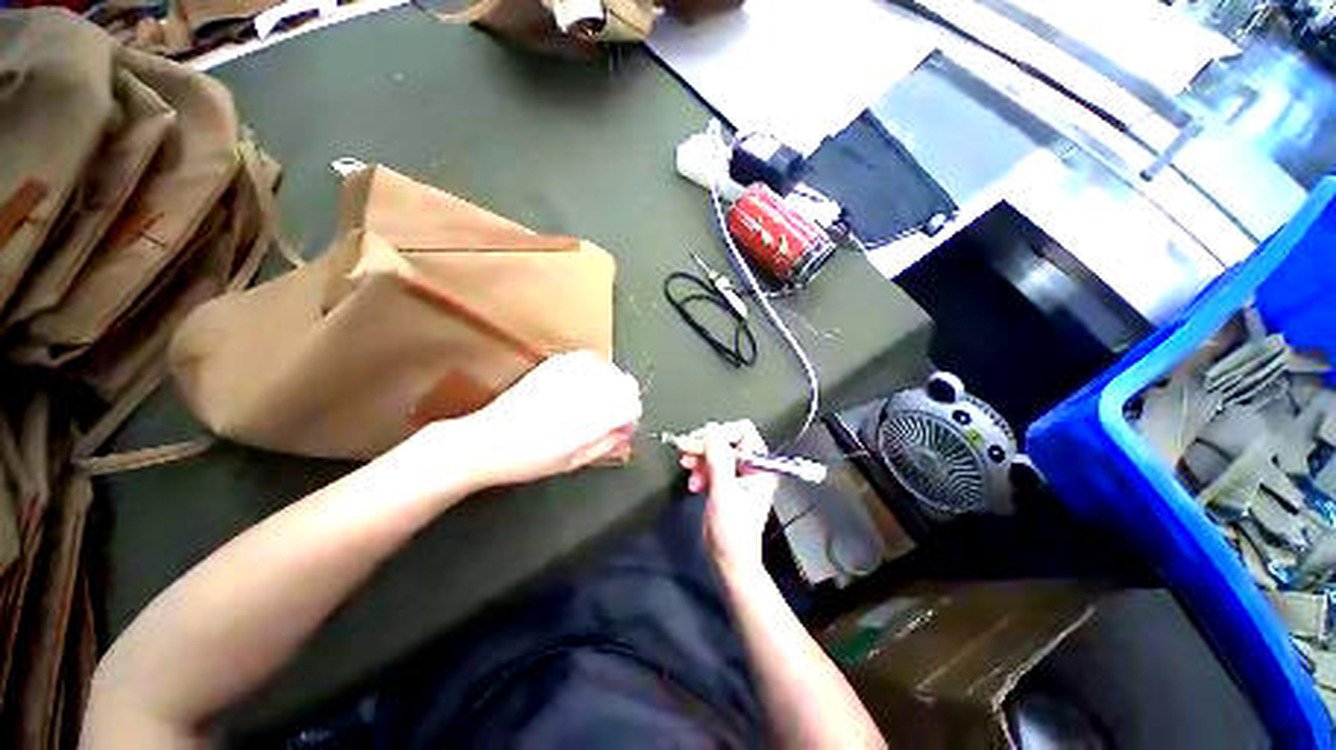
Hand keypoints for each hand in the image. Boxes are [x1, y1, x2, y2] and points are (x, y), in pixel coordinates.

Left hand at [463, 350, 641, 486]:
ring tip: (593, 400)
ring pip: (611, 370)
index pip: (633, 407)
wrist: (488, 440)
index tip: (621, 428)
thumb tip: (627, 431)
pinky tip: (581, 384)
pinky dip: (593, 371)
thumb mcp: (575, 461)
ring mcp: (570, 373)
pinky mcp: (556, 363)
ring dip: (610, 385)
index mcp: (591, 420)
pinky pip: (590, 359)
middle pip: (627, 384)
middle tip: (608, 415)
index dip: (630, 419)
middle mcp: (585, 391)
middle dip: (624, 400)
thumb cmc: (530, 460)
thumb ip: (607, 443)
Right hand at [679, 420, 779, 570]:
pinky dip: (699, 470)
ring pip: (716, 452)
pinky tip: (692, 484)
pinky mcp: (725, 482)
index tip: (698, 442)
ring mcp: (738, 474)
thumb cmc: (733, 530)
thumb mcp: (724, 491)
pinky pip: (710, 465)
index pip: (743, 432)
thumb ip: (718, 458)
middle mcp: (752, 465)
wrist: (729, 561)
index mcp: (761, 465)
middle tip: (684, 451)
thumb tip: (711, 427)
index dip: (720, 434)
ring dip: (699, 458)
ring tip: (686, 468)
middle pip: (726, 441)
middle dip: (704, 447)